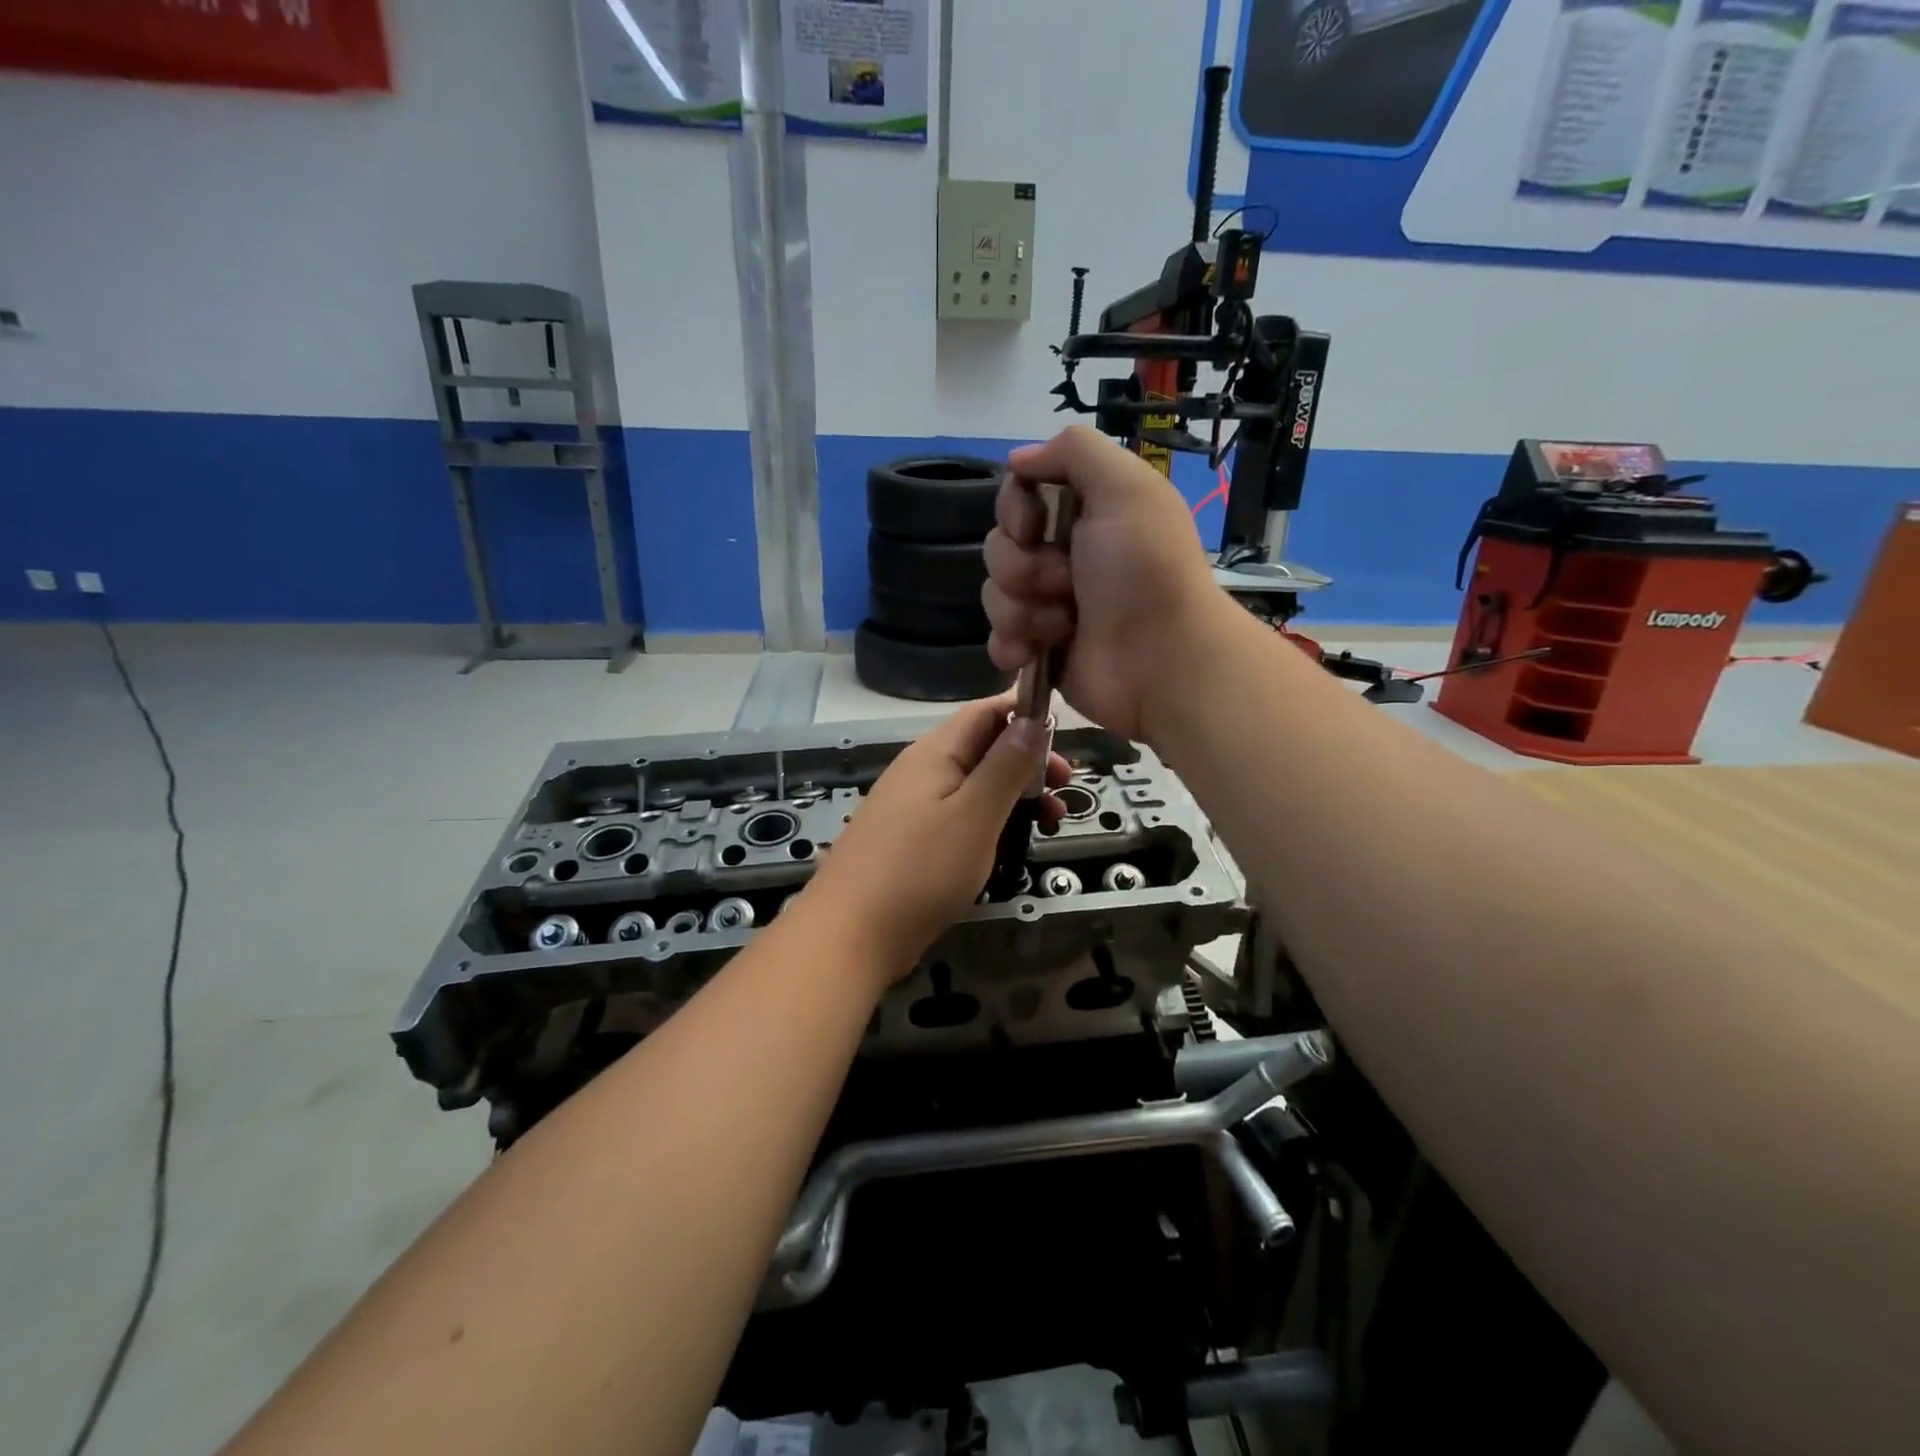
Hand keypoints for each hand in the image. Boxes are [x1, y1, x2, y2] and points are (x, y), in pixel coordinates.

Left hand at [806, 695, 1070, 975]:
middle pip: (982, 747)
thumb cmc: (921, 870)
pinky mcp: (909, 838)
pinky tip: (1006, 845)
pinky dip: (989, 819)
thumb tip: (1030, 718)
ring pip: (973, 784)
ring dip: (1013, 794)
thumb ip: (1006, 765)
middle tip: (1064, 788)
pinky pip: (957, 813)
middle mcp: (920, 769)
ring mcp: (911, 805)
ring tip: (1049, 822)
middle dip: (1027, 761)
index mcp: (935, 752)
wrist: (851, 934)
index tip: (1065, 737)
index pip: (985, 712)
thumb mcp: (975, 814)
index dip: (1025, 714)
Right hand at [982, 426, 1226, 744]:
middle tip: (1066, 583)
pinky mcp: (1040, 649)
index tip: (1034, 526)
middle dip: (1023, 567)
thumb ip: (1074, 450)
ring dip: (1024, 610)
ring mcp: (1050, 605)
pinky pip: (997, 638)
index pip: (1018, 496)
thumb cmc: (1144, 571)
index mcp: (1085, 514)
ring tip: (1064, 625)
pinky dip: (1012, 645)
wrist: (1161, 661)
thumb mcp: (1125, 487)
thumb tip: (1018, 459)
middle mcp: (1064, 556)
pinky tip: (1032, 653)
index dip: (1015, 510)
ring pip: (995, 594)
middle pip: (999, 546)